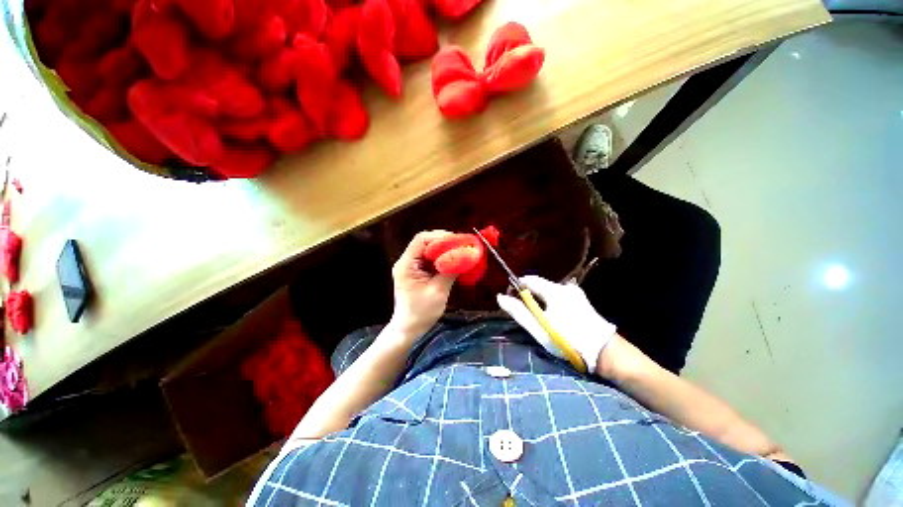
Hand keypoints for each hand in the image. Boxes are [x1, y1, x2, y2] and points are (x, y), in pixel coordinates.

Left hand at [387, 230, 457, 340]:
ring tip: (459, 251)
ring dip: (444, 250)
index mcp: (406, 264)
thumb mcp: (439, 291)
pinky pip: (429, 259)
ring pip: (428, 250)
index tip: (457, 241)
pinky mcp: (416, 272)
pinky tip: (452, 261)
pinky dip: (441, 258)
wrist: (409, 329)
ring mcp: (411, 267)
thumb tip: (465, 256)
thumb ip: (450, 271)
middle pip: (425, 242)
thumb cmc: (421, 312)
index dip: (439, 237)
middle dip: (444, 242)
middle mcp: (406, 262)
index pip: (421, 240)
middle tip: (461, 246)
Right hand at [497, 275, 615, 373]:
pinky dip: (550, 301)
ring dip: (539, 299)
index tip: (511, 300)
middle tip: (524, 313)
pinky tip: (553, 317)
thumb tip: (500, 298)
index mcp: (553, 291)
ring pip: (548, 290)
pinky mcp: (581, 299)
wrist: (605, 352)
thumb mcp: (539, 329)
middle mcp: (564, 286)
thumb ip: (519, 312)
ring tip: (538, 318)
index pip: (527, 279)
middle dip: (527, 295)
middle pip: (538, 284)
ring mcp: (574, 292)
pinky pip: (558, 295)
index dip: (516, 287)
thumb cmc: (568, 341)